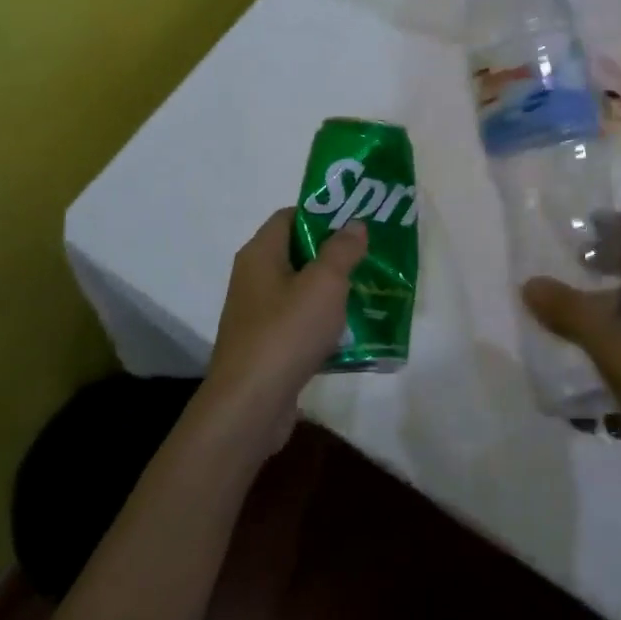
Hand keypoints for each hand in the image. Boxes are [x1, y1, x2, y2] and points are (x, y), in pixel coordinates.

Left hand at [205, 209, 366, 426]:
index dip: (323, 215)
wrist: (250, 404)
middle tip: (370, 257)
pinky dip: (322, 323)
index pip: (290, 216)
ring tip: (369, 292)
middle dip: (334, 254)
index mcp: (260, 254)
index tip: (357, 223)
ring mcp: (257, 314)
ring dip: (331, 292)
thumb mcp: (324, 283)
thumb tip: (354, 225)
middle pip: (296, 253)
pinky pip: (299, 323)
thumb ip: (341, 250)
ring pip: (300, 290)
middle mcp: (253, 278)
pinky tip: (351, 333)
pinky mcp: (266, 346)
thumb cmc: (287, 332)